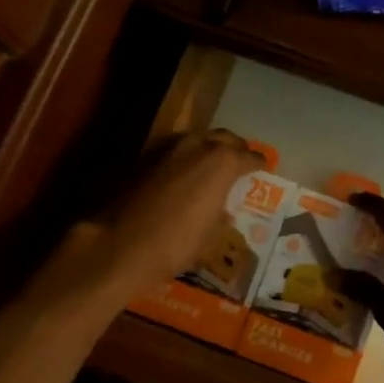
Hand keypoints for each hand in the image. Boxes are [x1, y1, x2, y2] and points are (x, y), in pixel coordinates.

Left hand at [90, 129, 261, 293]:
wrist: (120, 244)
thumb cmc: (175, 243)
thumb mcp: (210, 235)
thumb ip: (221, 215)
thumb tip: (224, 210)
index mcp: (222, 162)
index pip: (250, 156)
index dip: (259, 164)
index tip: (263, 169)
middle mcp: (198, 145)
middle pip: (224, 138)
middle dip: (236, 148)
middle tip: (241, 161)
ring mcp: (168, 147)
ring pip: (198, 139)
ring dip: (209, 149)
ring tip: (213, 166)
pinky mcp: (145, 157)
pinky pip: (175, 150)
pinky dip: (185, 157)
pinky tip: (184, 174)